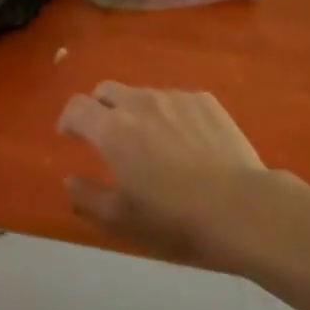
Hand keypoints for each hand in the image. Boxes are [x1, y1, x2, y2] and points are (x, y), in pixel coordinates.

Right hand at [57, 83, 277, 269]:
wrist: (241, 207)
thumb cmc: (175, 218)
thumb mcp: (122, 219)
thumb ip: (87, 197)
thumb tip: (70, 179)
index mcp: (112, 130)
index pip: (77, 106)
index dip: (68, 119)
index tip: (70, 135)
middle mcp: (139, 103)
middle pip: (106, 90)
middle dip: (99, 108)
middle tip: (107, 135)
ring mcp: (175, 97)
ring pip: (143, 94)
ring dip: (136, 111)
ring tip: (152, 142)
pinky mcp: (204, 101)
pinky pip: (176, 99)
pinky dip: (169, 114)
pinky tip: (185, 141)